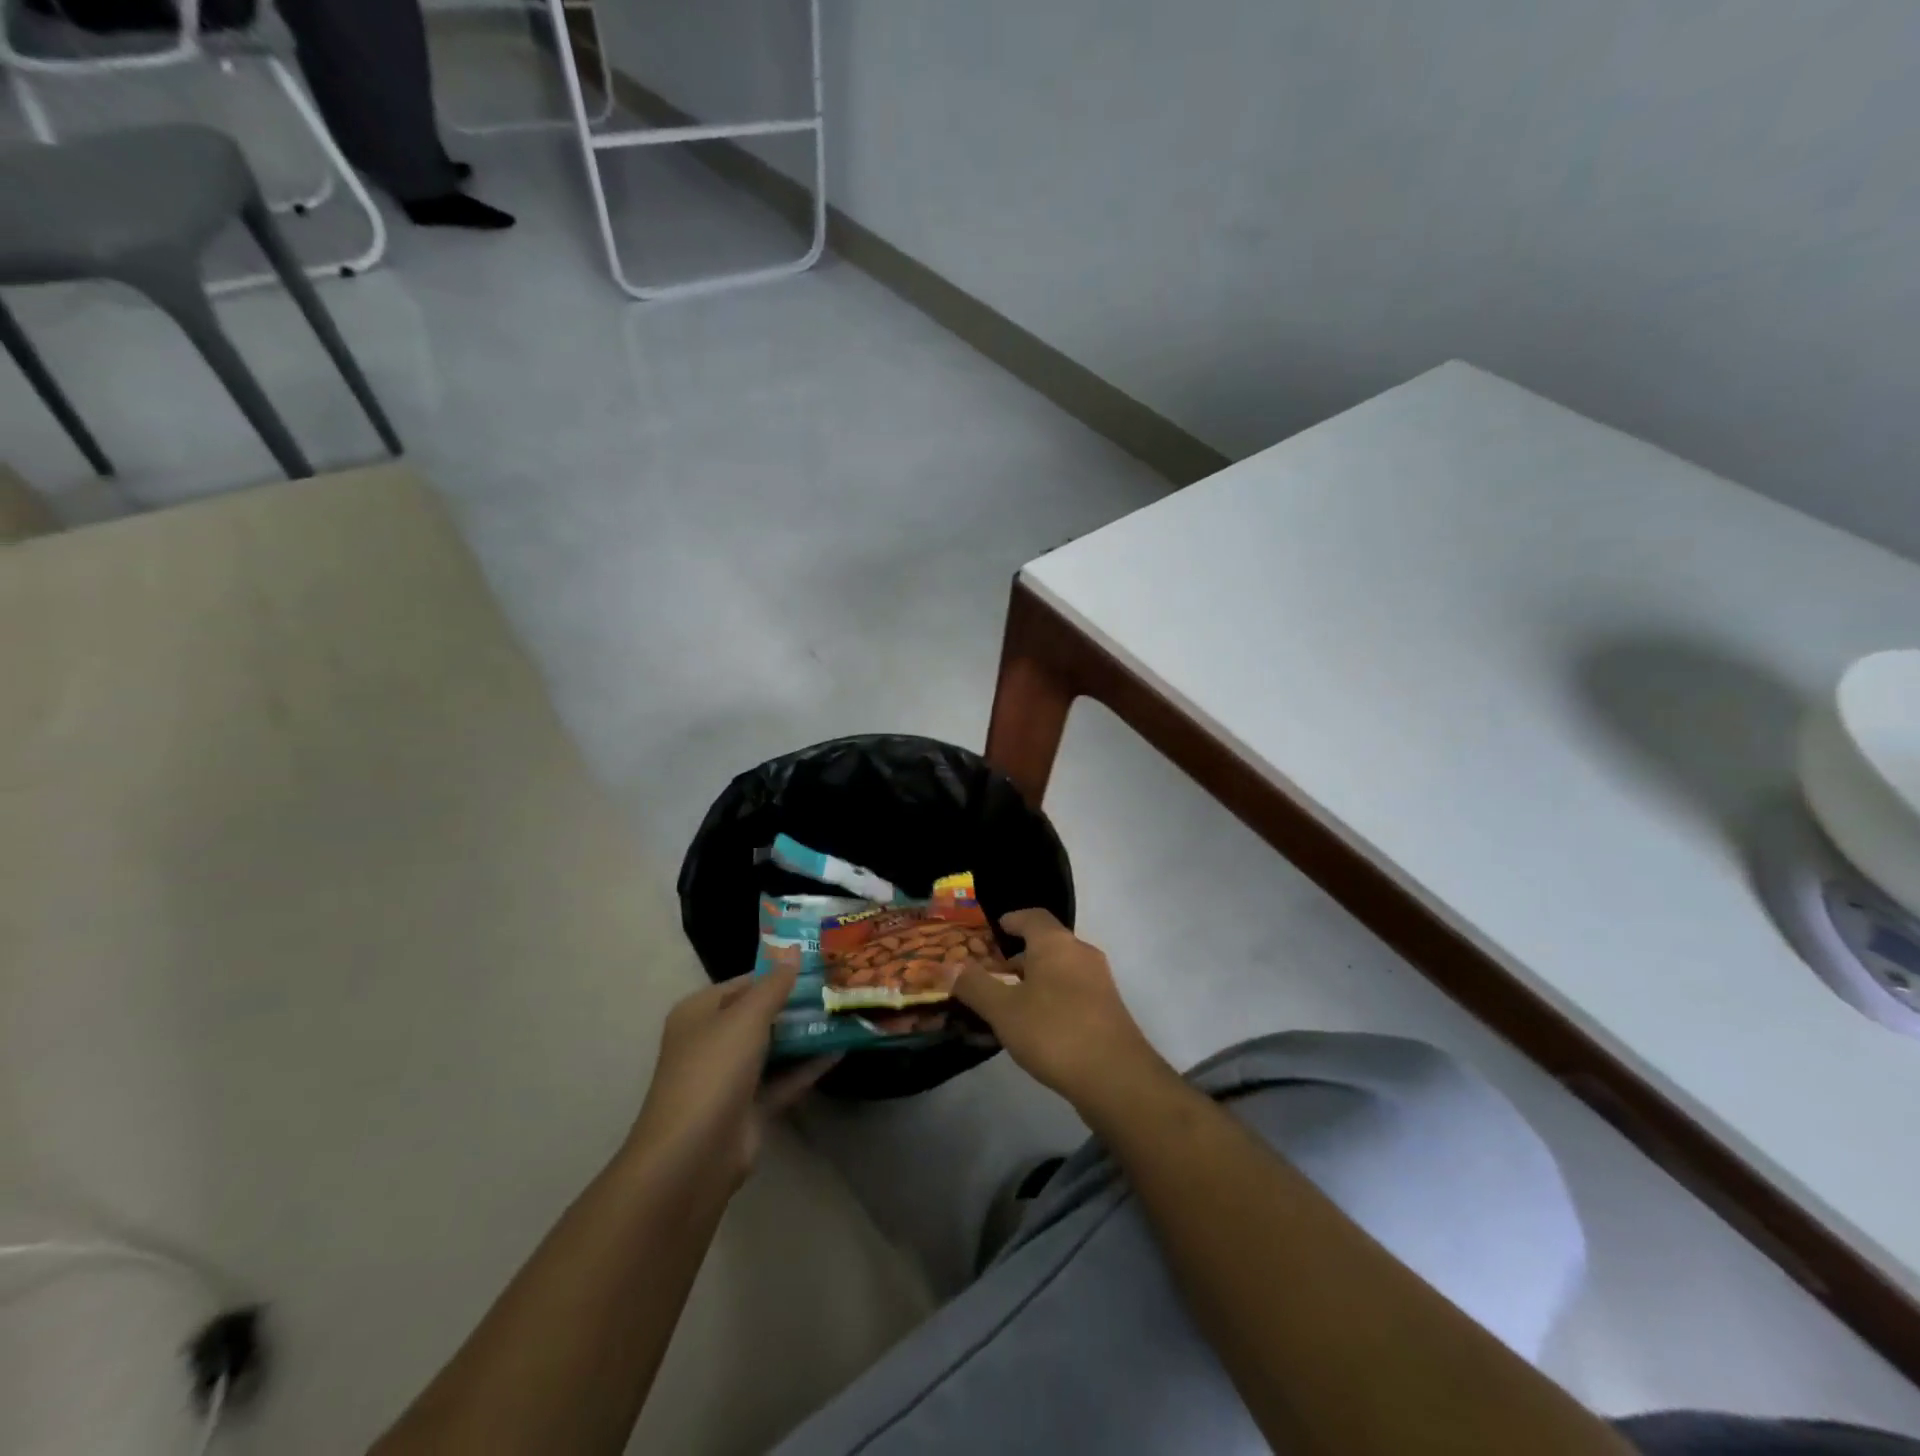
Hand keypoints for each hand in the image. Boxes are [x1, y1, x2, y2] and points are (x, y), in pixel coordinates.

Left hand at [626, 966, 835, 1188]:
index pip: (744, 982)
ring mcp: (730, 1077)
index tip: (819, 962)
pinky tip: (841, 1050)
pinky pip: (783, 1079)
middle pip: (760, 1014)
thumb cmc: (714, 1070)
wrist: (693, 1156)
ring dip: (805, 1033)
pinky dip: (808, 1066)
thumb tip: (795, 950)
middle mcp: (712, 1041)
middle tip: (839, 984)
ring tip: (846, 1012)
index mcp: (699, 1012)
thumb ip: (774, 985)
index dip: (779, 972)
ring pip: (774, 1047)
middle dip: (796, 1002)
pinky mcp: (749, 1108)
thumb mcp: (746, 1017)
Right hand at [953, 909, 1170, 1112]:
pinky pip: (1072, 991)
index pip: (1033, 916)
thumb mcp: (1004, 1010)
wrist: (1117, 1078)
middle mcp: (1081, 953)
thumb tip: (947, 966)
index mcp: (1056, 943)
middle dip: (1019, 955)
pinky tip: (1037, 1026)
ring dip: (1035, 979)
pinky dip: (1051, 997)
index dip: (1012, 919)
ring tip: (1010, 1003)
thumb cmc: (1054, 1032)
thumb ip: (974, 986)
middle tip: (993, 972)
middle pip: (1047, 943)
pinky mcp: (1108, 1009)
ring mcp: (1099, 981)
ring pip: (1060, 969)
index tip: (996, 928)